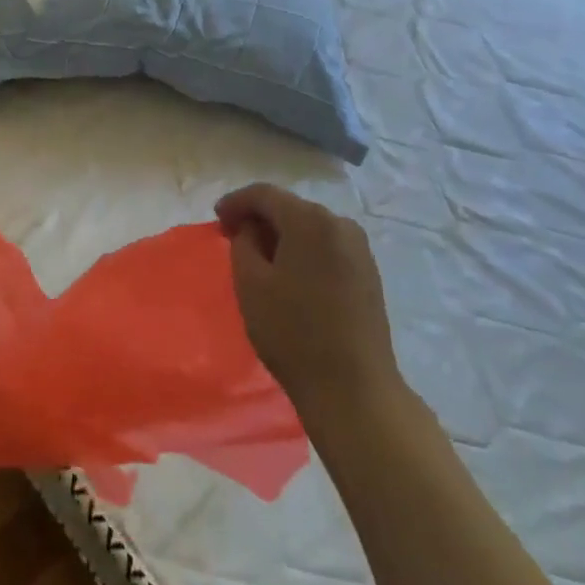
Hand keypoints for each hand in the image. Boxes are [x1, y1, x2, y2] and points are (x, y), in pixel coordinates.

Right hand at [215, 184, 402, 430]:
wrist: (354, 389)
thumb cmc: (293, 333)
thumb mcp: (250, 283)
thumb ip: (243, 242)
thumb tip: (251, 229)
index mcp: (310, 220)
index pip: (264, 194)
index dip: (236, 202)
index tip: (216, 219)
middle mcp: (340, 223)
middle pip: (290, 207)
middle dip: (259, 218)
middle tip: (232, 237)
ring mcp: (359, 248)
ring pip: (309, 227)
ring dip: (281, 235)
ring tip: (258, 256)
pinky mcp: (368, 272)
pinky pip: (326, 246)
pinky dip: (303, 250)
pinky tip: (289, 272)